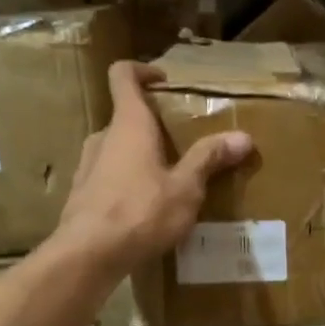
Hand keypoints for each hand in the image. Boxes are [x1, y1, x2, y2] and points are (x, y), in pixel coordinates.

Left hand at [53, 61, 252, 274]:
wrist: (88, 255)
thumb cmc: (141, 212)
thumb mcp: (185, 188)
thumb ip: (209, 159)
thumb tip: (243, 137)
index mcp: (129, 124)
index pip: (123, 75)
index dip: (142, 70)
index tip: (164, 82)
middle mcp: (103, 138)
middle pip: (125, 117)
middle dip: (152, 125)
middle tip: (181, 143)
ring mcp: (87, 166)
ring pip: (116, 149)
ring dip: (139, 156)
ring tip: (167, 180)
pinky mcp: (81, 195)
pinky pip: (107, 177)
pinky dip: (126, 182)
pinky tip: (145, 210)